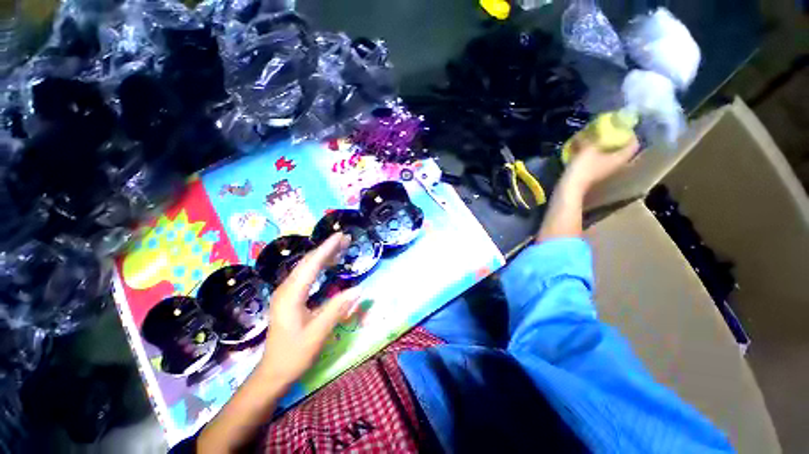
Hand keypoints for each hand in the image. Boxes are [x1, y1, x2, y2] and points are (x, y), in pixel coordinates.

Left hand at [256, 233, 361, 388]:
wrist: (273, 373)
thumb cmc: (294, 355)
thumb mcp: (318, 333)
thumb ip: (337, 309)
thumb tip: (358, 289)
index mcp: (291, 295)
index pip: (312, 265)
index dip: (327, 248)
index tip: (340, 235)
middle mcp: (286, 289)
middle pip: (308, 262)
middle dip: (327, 248)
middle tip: (345, 239)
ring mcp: (286, 293)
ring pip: (306, 267)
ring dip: (324, 256)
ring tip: (341, 248)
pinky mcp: (290, 298)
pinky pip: (306, 276)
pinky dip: (319, 266)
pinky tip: (329, 265)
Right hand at [564, 135, 639, 192]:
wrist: (570, 188)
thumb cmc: (583, 168)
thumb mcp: (587, 149)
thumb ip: (589, 138)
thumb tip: (587, 131)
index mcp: (620, 158)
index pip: (633, 144)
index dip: (630, 134)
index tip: (622, 127)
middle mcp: (617, 165)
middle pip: (621, 150)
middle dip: (616, 141)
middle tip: (608, 132)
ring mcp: (605, 171)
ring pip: (610, 156)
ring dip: (604, 148)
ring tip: (595, 140)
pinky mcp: (594, 175)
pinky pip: (599, 161)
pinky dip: (596, 155)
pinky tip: (586, 151)